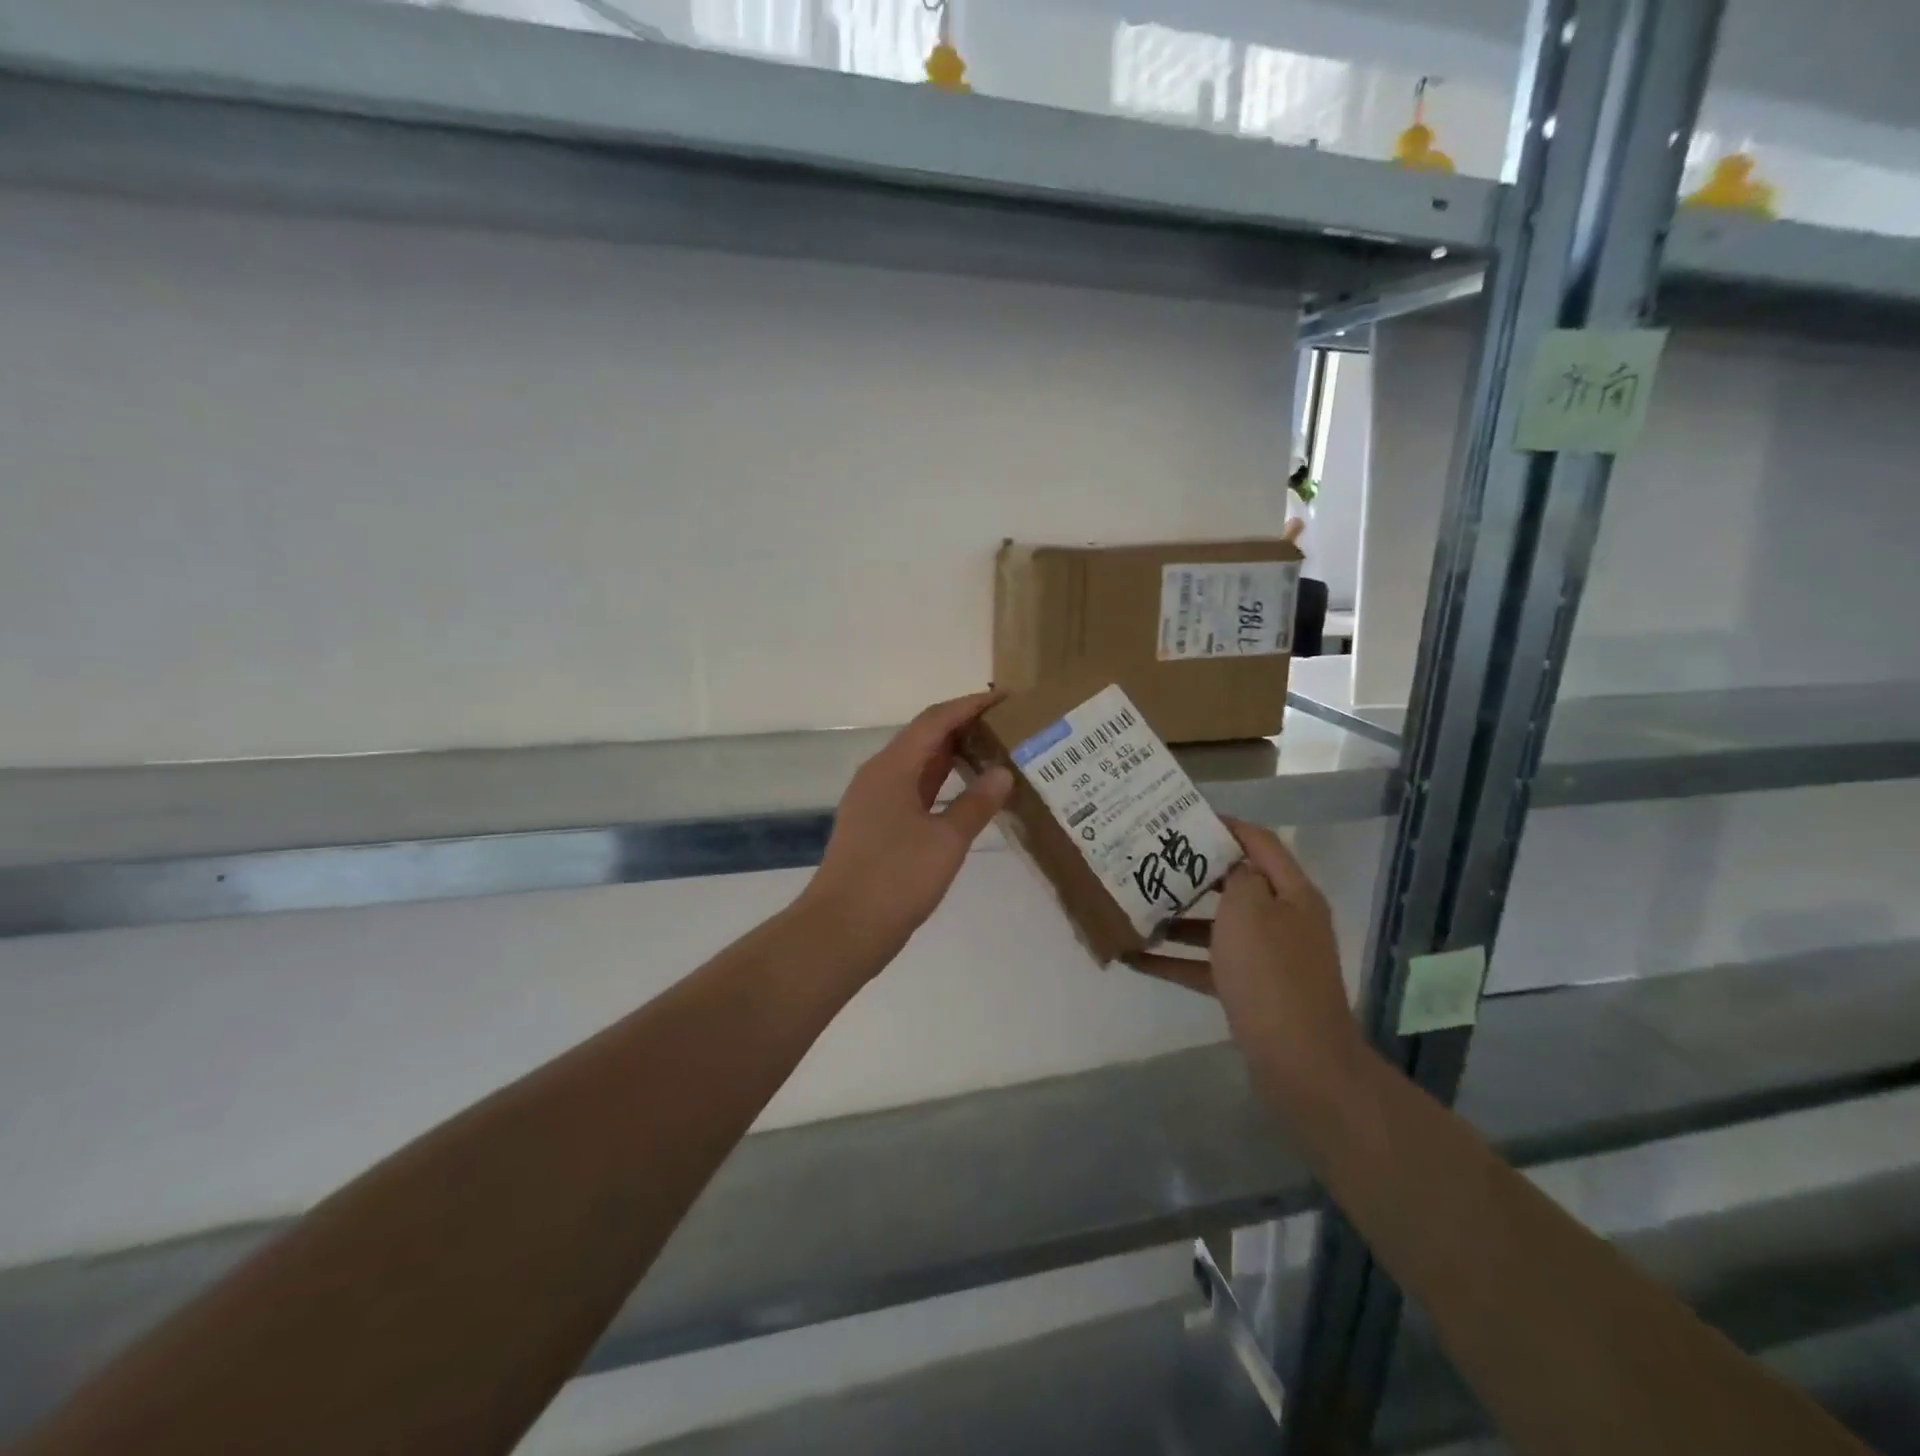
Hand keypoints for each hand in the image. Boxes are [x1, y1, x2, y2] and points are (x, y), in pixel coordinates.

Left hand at [800, 691, 1013, 970]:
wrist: (841, 930)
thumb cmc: (895, 880)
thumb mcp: (946, 841)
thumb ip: (977, 804)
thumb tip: (1003, 772)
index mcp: (892, 767)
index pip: (935, 720)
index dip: (970, 705)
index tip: (1006, 698)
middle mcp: (879, 775)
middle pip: (924, 737)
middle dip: (964, 726)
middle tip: (1007, 726)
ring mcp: (874, 801)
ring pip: (917, 765)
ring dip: (952, 755)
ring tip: (993, 753)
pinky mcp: (875, 826)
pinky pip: (912, 790)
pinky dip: (940, 784)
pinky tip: (965, 795)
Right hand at [1129, 818, 1361, 1093]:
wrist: (1300, 1061)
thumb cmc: (1270, 973)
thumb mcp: (1249, 910)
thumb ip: (1237, 877)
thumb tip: (1233, 866)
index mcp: (1292, 893)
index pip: (1259, 842)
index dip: (1224, 826)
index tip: (1182, 818)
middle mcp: (1283, 919)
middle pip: (1236, 884)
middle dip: (1193, 873)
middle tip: (1151, 859)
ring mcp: (1268, 957)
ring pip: (1218, 926)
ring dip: (1179, 918)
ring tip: (1137, 906)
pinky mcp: (1251, 989)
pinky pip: (1208, 965)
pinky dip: (1177, 960)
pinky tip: (1136, 959)